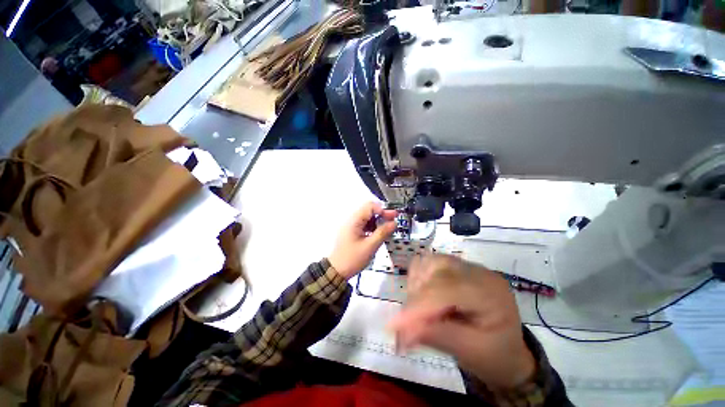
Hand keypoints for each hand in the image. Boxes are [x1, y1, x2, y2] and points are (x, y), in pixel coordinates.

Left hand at [328, 202, 396, 279]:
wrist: (336, 271)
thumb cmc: (352, 259)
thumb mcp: (370, 246)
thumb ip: (382, 233)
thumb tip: (394, 223)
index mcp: (354, 221)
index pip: (370, 206)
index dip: (383, 210)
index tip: (393, 217)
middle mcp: (351, 220)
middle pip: (368, 210)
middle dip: (382, 214)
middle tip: (393, 221)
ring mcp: (351, 226)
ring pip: (367, 217)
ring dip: (378, 221)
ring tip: (388, 228)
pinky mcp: (352, 232)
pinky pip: (364, 224)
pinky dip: (372, 226)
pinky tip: (379, 233)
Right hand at [388, 254, 534, 389]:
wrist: (505, 348)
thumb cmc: (494, 355)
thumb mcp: (471, 353)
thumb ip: (437, 336)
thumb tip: (403, 329)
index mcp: (491, 292)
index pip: (448, 288)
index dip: (420, 305)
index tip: (395, 326)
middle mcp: (477, 272)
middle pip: (436, 269)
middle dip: (417, 296)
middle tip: (407, 325)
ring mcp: (465, 266)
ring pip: (428, 262)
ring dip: (416, 285)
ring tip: (418, 311)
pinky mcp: (454, 266)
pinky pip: (427, 263)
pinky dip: (418, 279)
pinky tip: (423, 298)